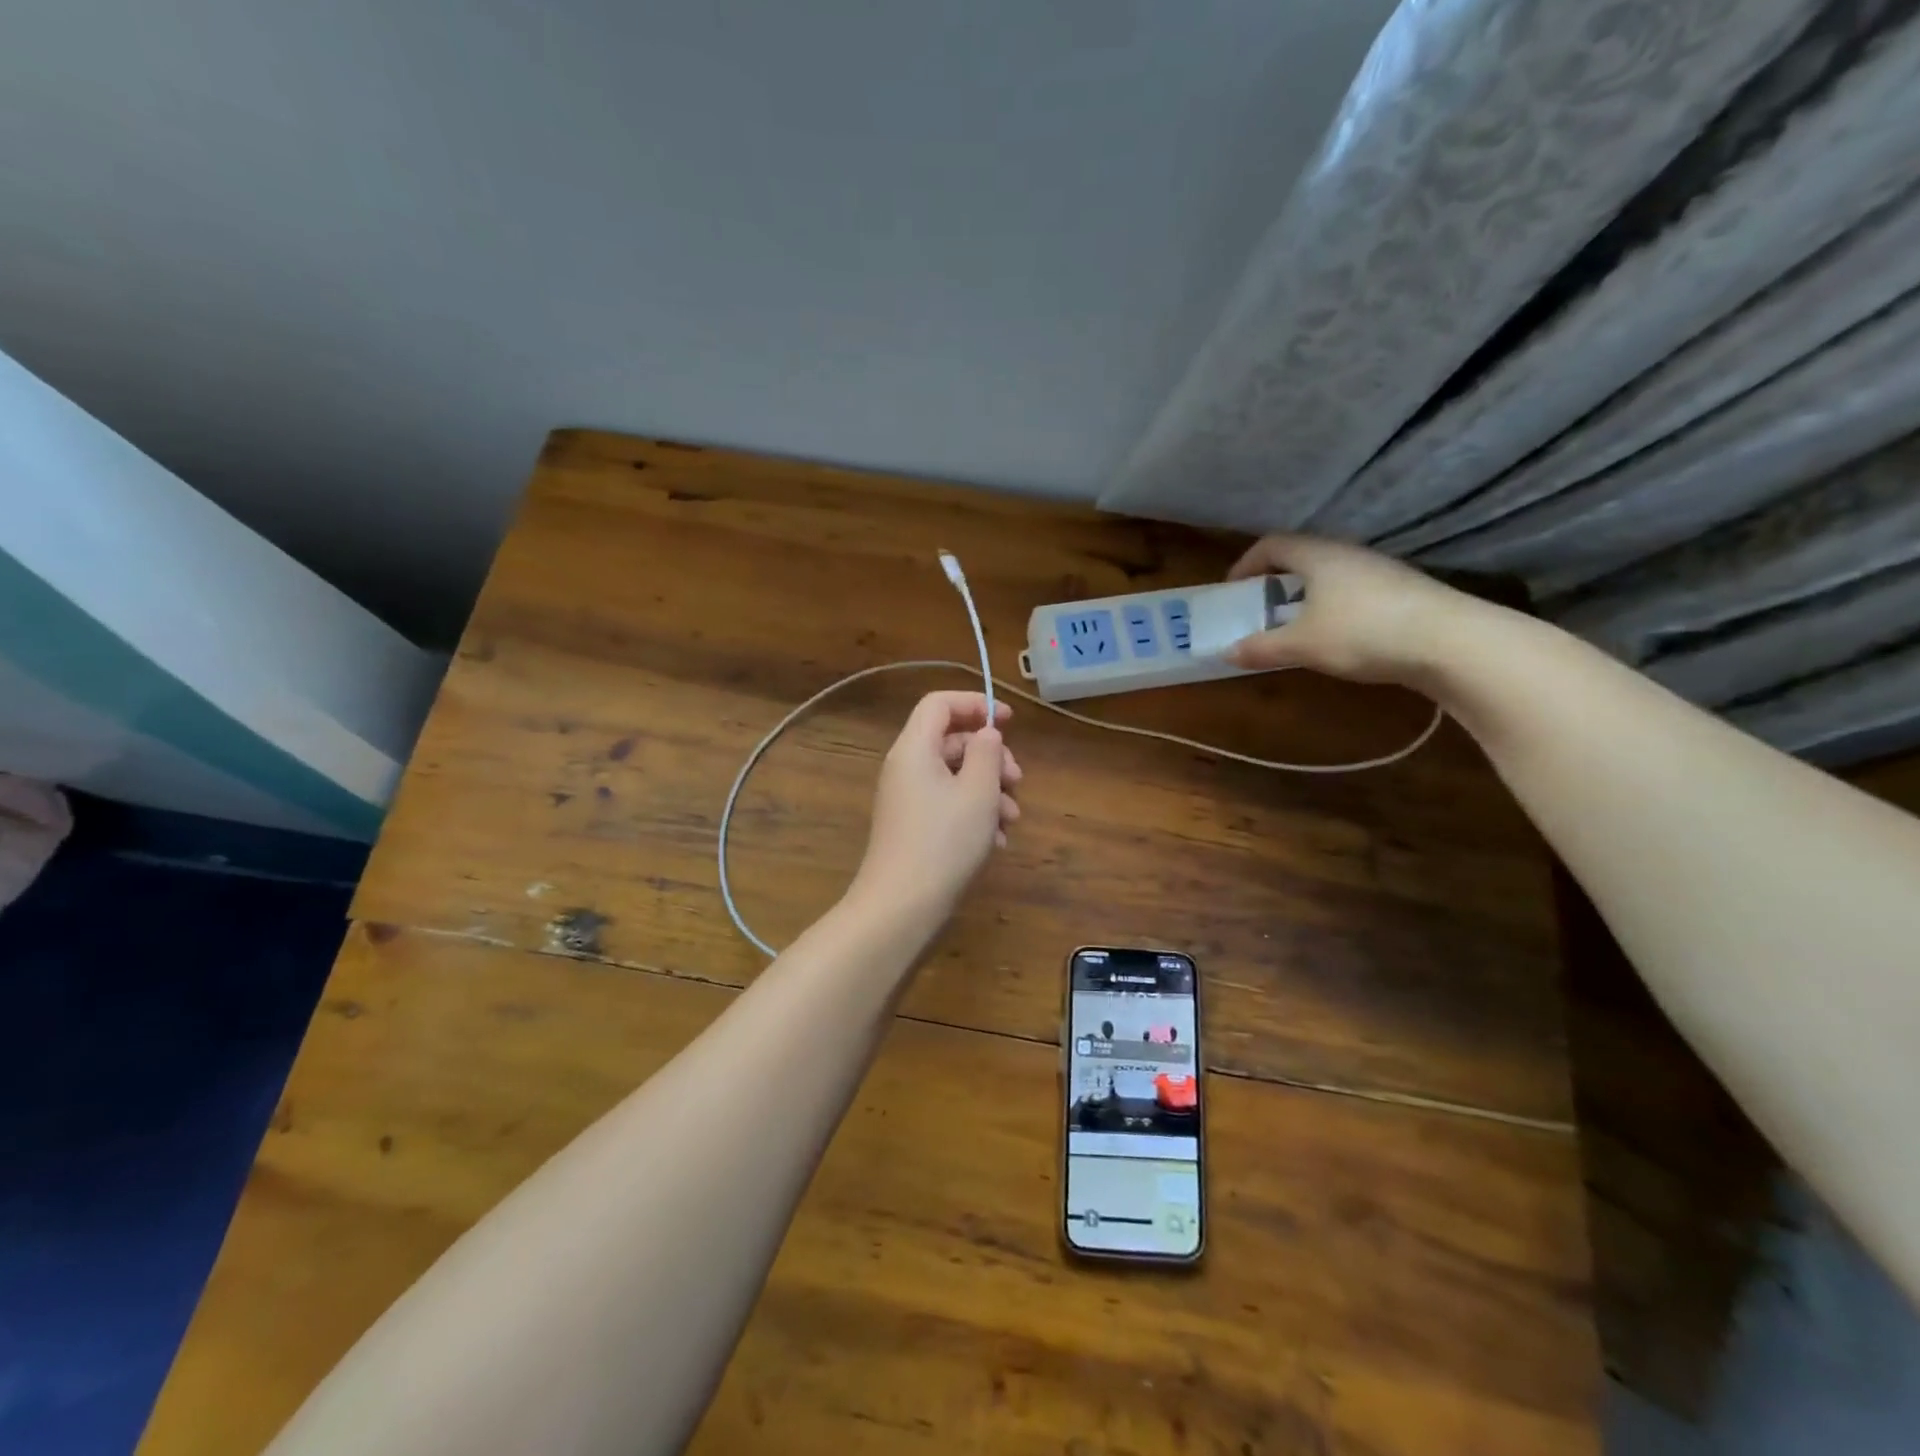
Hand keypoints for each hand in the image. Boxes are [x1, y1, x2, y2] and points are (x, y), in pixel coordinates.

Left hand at [848, 692, 1020, 926]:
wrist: (902, 906)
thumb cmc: (944, 842)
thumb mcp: (978, 792)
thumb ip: (988, 753)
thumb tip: (986, 734)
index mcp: (914, 748)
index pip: (940, 704)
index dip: (976, 704)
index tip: (1009, 722)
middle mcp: (906, 767)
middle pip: (952, 741)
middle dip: (991, 757)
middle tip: (1017, 781)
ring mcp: (908, 799)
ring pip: (955, 776)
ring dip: (988, 790)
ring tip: (1011, 819)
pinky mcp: (913, 826)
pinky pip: (947, 804)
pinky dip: (973, 813)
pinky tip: (995, 840)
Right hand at [1224, 534, 1473, 685]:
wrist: (1450, 642)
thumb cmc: (1362, 632)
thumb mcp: (1302, 645)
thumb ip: (1262, 648)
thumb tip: (1227, 653)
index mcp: (1318, 556)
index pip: (1271, 544)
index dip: (1246, 564)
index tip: (1232, 590)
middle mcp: (1348, 554)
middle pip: (1301, 556)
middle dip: (1274, 580)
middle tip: (1258, 608)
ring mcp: (1379, 570)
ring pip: (1329, 574)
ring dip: (1304, 595)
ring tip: (1292, 625)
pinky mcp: (1401, 591)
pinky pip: (1352, 590)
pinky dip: (1331, 606)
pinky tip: (1334, 635)